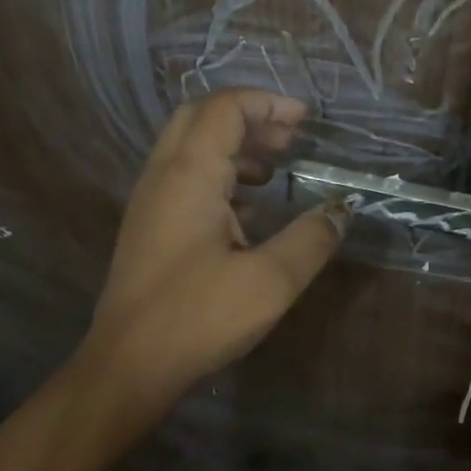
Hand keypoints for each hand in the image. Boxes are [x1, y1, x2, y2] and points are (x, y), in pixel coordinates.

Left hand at [87, 89, 345, 409]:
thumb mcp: (270, 280)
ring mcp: (150, 202)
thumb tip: (341, 210)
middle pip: (201, 118)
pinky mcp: (149, 228)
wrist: (128, 366)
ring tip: (275, 169)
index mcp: (189, 175)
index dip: (268, 104)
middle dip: (249, 117)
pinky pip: (185, 179)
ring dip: (234, 146)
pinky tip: (249, 210)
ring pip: (190, 148)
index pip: (225, 109)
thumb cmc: (198, 317)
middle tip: (290, 138)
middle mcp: (163, 176)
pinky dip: (220, 175)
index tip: (306, 120)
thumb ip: (311, 238)